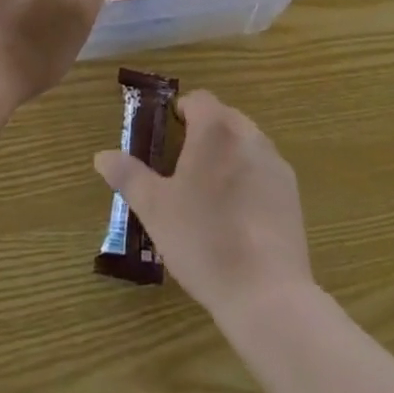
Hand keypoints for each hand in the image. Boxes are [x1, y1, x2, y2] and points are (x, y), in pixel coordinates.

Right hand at [94, 90, 313, 318]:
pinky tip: (238, 217)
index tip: (167, 139)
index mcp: (215, 129)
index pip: (197, 99)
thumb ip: (128, 175)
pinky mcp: (291, 191)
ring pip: (245, 143)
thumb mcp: (154, 209)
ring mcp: (274, 162)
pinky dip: (249, 179)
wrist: (265, 292)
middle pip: (223, 118)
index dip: (180, 113)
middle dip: (203, 135)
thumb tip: (101, 156)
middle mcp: (249, 134)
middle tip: (182, 170)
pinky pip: (263, 170)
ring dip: (227, 155)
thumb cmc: (202, 240)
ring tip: (209, 195)